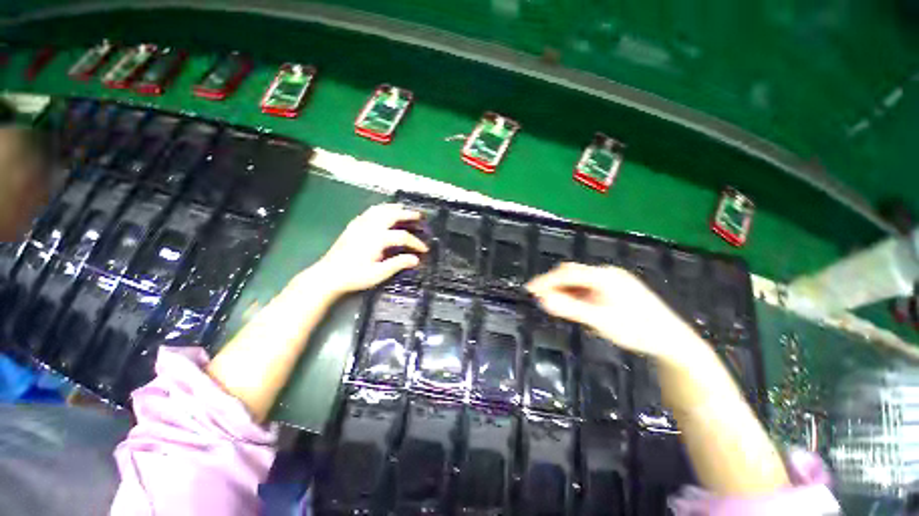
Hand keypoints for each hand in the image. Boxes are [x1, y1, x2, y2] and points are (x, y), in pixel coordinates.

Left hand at [308, 203, 427, 296]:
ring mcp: (360, 224)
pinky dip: (381, 209)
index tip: (424, 249)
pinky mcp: (353, 226)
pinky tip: (383, 212)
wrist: (328, 275)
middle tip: (419, 215)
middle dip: (408, 214)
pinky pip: (369, 212)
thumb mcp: (379, 274)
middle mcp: (370, 227)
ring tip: (404, 209)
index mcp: (377, 239)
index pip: (403, 236)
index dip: (416, 242)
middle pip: (393, 215)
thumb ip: (398, 264)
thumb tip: (416, 259)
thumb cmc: (354, 276)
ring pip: (380, 209)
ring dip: (394, 208)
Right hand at [526, 262, 697, 365]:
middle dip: (554, 283)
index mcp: (603, 276)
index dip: (546, 280)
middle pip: (573, 273)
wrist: (672, 341)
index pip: (567, 273)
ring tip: (553, 302)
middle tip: (539, 296)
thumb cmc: (636, 330)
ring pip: (580, 280)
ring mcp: (613, 280)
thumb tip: (543, 300)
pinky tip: (574, 304)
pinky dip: (576, 293)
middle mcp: (607, 273)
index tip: (529, 289)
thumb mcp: (599, 320)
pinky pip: (589, 287)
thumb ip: (570, 309)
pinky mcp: (616, 289)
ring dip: (564, 289)